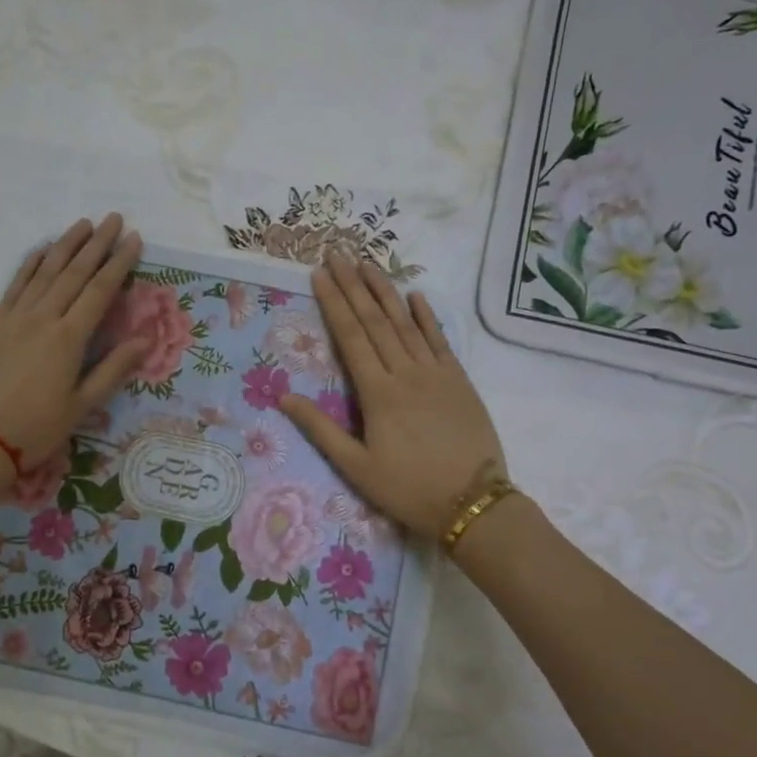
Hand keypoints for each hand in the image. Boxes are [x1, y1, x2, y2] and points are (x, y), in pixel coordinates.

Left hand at [0, 214, 147, 474]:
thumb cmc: (34, 430)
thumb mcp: (81, 406)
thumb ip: (113, 369)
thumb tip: (145, 339)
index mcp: (68, 339)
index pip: (100, 291)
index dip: (119, 263)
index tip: (133, 238)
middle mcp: (42, 318)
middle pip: (74, 273)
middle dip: (96, 244)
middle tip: (113, 218)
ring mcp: (13, 318)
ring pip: (44, 272)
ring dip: (65, 245)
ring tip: (82, 224)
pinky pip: (14, 285)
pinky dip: (30, 264)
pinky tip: (41, 250)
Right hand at [281, 251, 506, 538]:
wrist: (473, 503)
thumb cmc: (408, 489)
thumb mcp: (356, 467)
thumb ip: (320, 429)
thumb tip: (283, 398)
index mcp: (378, 393)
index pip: (351, 337)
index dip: (334, 303)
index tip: (319, 274)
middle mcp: (406, 373)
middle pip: (375, 321)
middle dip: (354, 285)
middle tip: (338, 253)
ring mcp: (436, 373)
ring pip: (406, 323)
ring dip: (385, 291)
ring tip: (368, 263)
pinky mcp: (460, 381)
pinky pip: (440, 340)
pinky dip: (427, 316)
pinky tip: (416, 296)